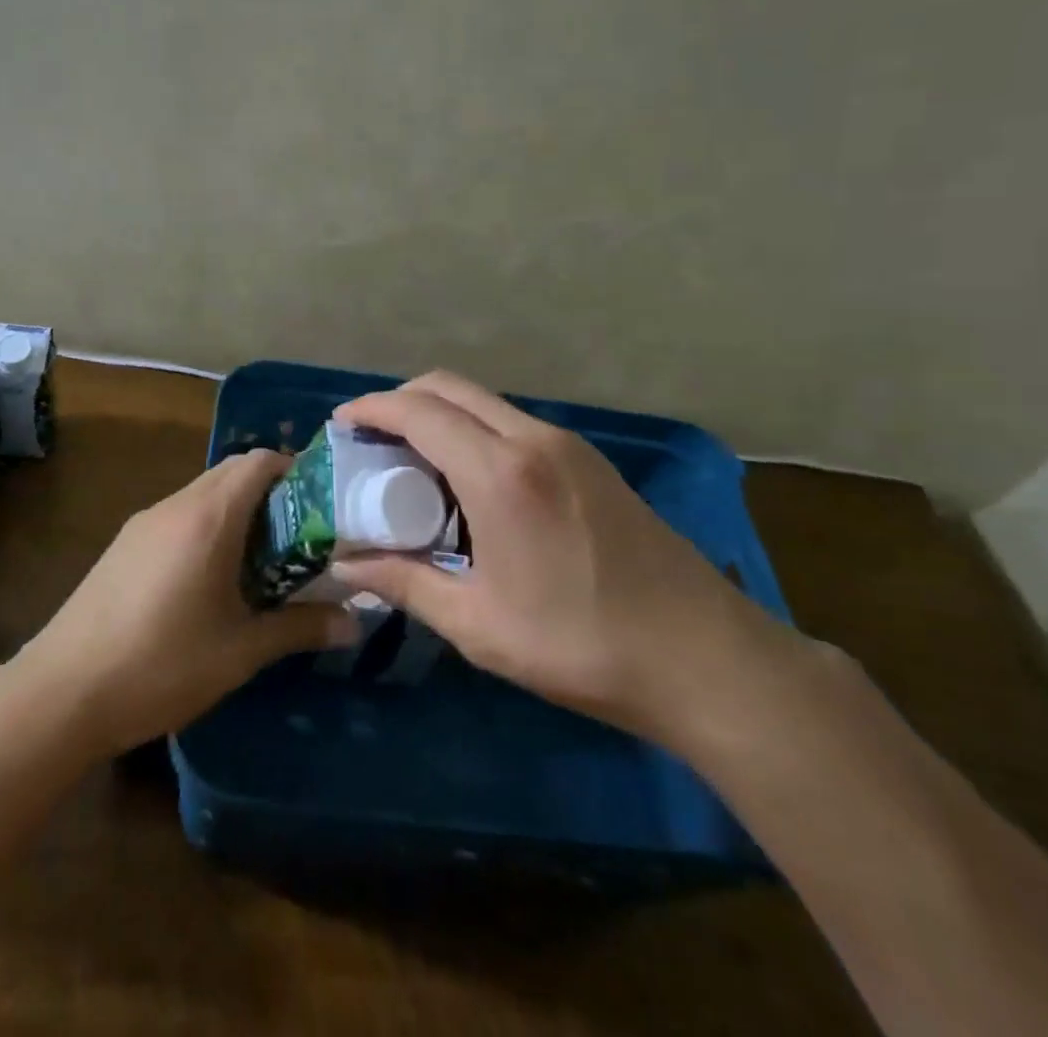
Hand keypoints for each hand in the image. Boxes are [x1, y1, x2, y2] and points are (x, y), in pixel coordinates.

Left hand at [15, 449, 360, 757]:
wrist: (63, 690)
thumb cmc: (162, 664)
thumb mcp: (240, 650)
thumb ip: (300, 628)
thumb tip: (356, 623)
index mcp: (209, 517)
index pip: (259, 461)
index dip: (295, 471)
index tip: (321, 506)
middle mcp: (175, 505)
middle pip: (231, 472)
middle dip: (270, 492)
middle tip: (299, 537)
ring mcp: (144, 522)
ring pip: (202, 494)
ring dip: (236, 511)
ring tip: (260, 561)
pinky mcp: (123, 544)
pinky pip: (177, 515)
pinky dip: (206, 526)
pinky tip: (210, 578)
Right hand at [328, 371, 799, 748]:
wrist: (706, 659)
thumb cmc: (582, 645)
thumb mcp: (479, 625)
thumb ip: (406, 585)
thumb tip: (346, 566)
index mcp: (500, 473)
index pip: (418, 412)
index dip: (371, 409)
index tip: (340, 425)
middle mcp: (533, 440)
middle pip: (449, 388)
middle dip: (401, 401)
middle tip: (371, 440)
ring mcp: (568, 446)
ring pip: (484, 402)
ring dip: (440, 415)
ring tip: (413, 463)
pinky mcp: (590, 462)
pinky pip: (513, 423)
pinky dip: (474, 431)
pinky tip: (469, 482)